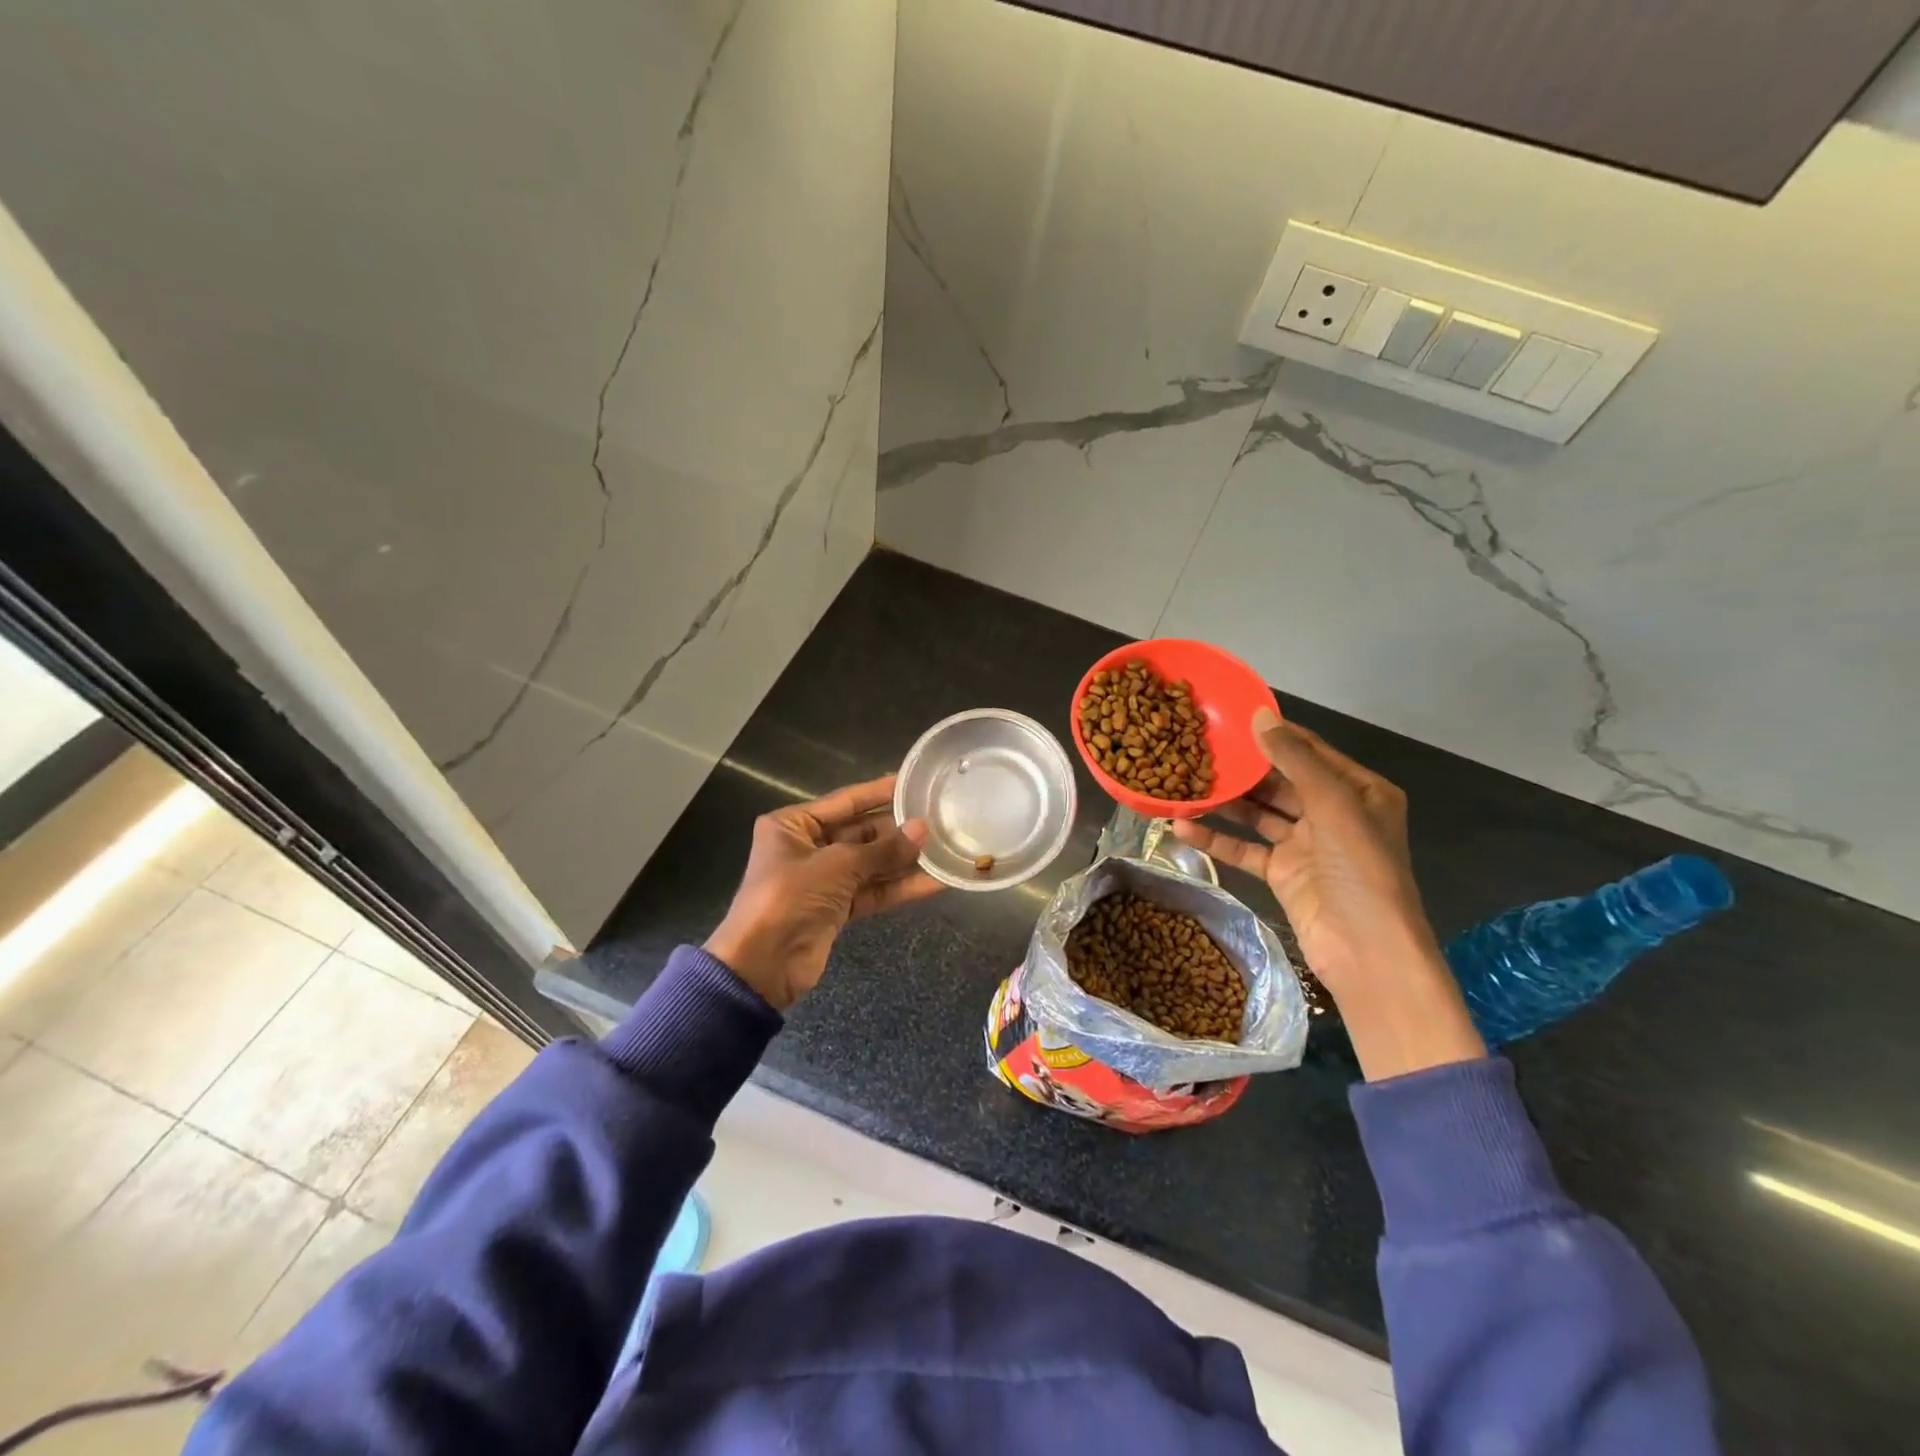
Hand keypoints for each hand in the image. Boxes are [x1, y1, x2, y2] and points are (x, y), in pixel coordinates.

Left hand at [705, 775, 941, 1010]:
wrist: (763, 965)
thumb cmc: (789, 897)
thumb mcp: (837, 865)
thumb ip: (883, 849)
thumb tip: (923, 829)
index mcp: (793, 825)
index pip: (845, 801)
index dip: (880, 791)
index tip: (913, 781)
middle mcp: (808, 847)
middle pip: (862, 832)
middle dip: (898, 829)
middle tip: (939, 819)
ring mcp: (824, 880)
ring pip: (871, 864)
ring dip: (904, 859)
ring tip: (945, 847)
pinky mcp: (838, 909)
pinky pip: (873, 891)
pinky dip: (900, 887)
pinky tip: (934, 880)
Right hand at [1171, 709, 1483, 1079]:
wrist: (1366, 950)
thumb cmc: (1360, 868)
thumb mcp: (1333, 804)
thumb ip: (1294, 760)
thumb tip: (1259, 715)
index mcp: (1359, 790)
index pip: (1309, 751)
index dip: (1272, 734)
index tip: (1229, 717)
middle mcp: (1333, 812)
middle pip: (1280, 781)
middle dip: (1242, 769)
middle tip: (1198, 748)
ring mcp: (1306, 844)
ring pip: (1258, 813)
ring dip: (1224, 803)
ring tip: (1182, 782)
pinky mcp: (1282, 873)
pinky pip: (1245, 848)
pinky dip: (1216, 839)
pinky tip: (1181, 827)